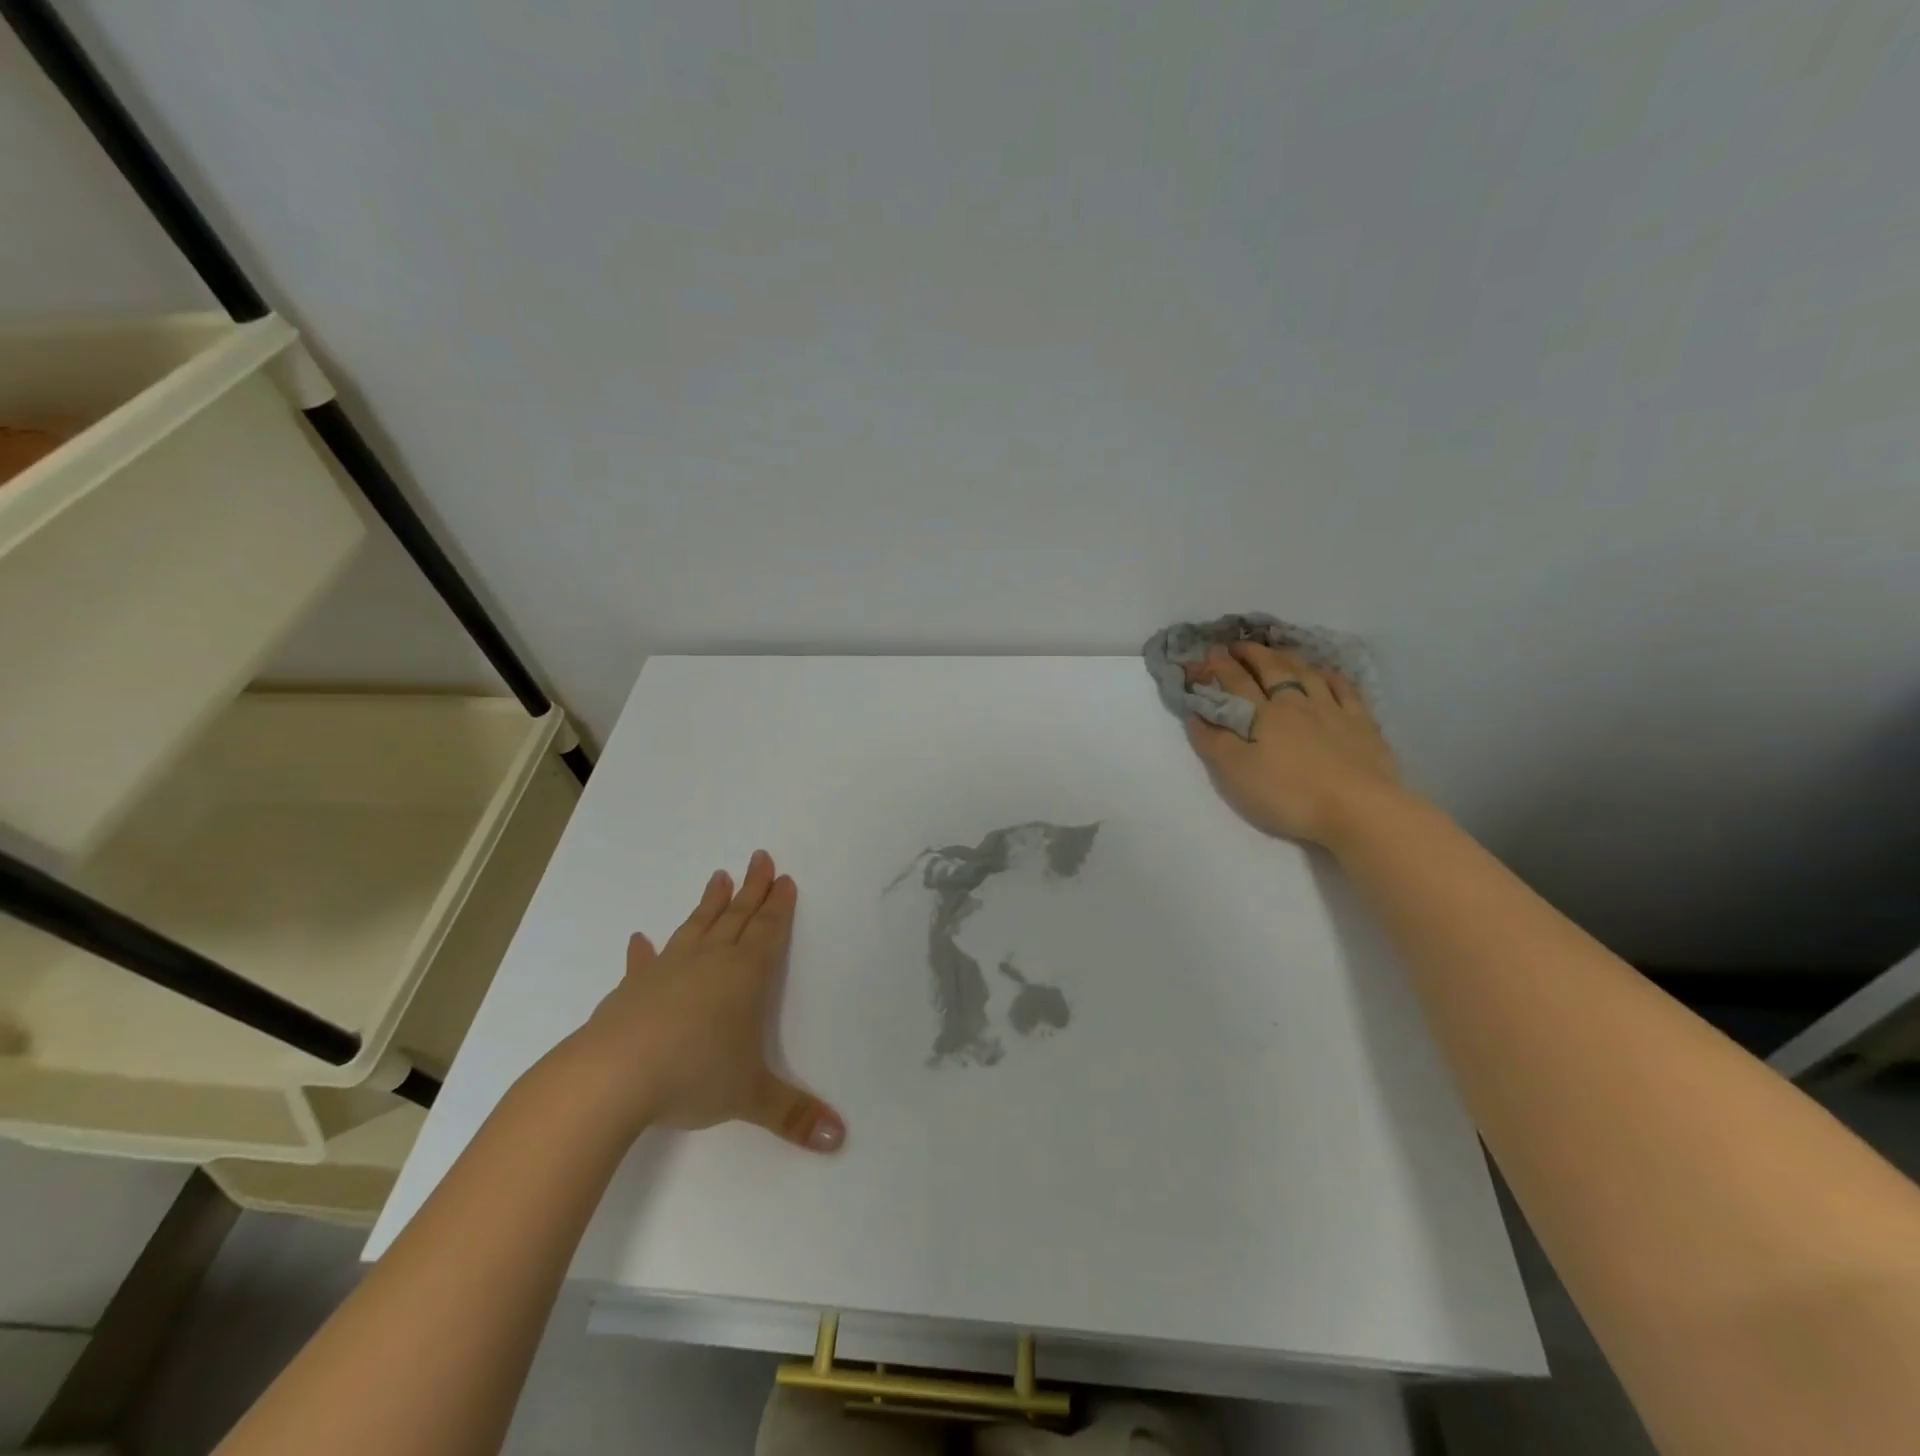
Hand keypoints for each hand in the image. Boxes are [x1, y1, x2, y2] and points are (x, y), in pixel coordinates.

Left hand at [561, 851, 845, 1151]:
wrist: (612, 1077)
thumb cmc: (692, 1075)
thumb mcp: (749, 1097)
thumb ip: (793, 1115)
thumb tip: (839, 1139)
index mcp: (744, 976)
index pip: (767, 931)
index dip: (778, 905)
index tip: (783, 878)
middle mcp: (709, 962)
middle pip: (736, 917)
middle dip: (751, 889)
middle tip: (759, 857)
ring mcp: (667, 970)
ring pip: (696, 927)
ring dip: (709, 903)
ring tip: (717, 877)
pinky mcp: (632, 988)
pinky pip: (643, 962)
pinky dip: (643, 951)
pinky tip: (639, 939)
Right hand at [1184, 643, 1402, 849]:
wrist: (1359, 810)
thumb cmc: (1289, 794)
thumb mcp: (1236, 774)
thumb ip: (1213, 742)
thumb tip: (1194, 713)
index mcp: (1264, 715)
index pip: (1237, 682)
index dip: (1220, 666)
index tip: (1208, 652)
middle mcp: (1296, 703)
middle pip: (1272, 670)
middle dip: (1252, 654)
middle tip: (1238, 644)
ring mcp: (1333, 710)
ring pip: (1307, 674)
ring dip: (1288, 658)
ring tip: (1276, 651)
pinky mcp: (1362, 724)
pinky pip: (1345, 690)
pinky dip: (1331, 676)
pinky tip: (1326, 672)